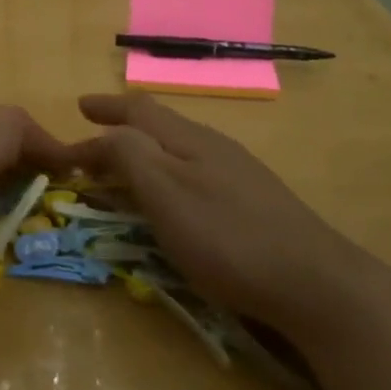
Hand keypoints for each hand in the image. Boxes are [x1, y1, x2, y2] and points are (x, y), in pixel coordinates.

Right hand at [69, 93, 347, 327]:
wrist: (314, 282)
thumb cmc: (226, 236)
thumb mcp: (165, 193)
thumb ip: (129, 156)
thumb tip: (102, 134)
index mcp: (188, 139)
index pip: (138, 110)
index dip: (106, 107)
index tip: (77, 108)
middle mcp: (214, 146)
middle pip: (161, 124)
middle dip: (123, 126)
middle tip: (94, 136)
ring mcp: (239, 173)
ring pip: (180, 147)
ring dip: (146, 149)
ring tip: (126, 163)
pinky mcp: (254, 202)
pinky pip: (197, 171)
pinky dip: (169, 173)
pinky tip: (175, 195)